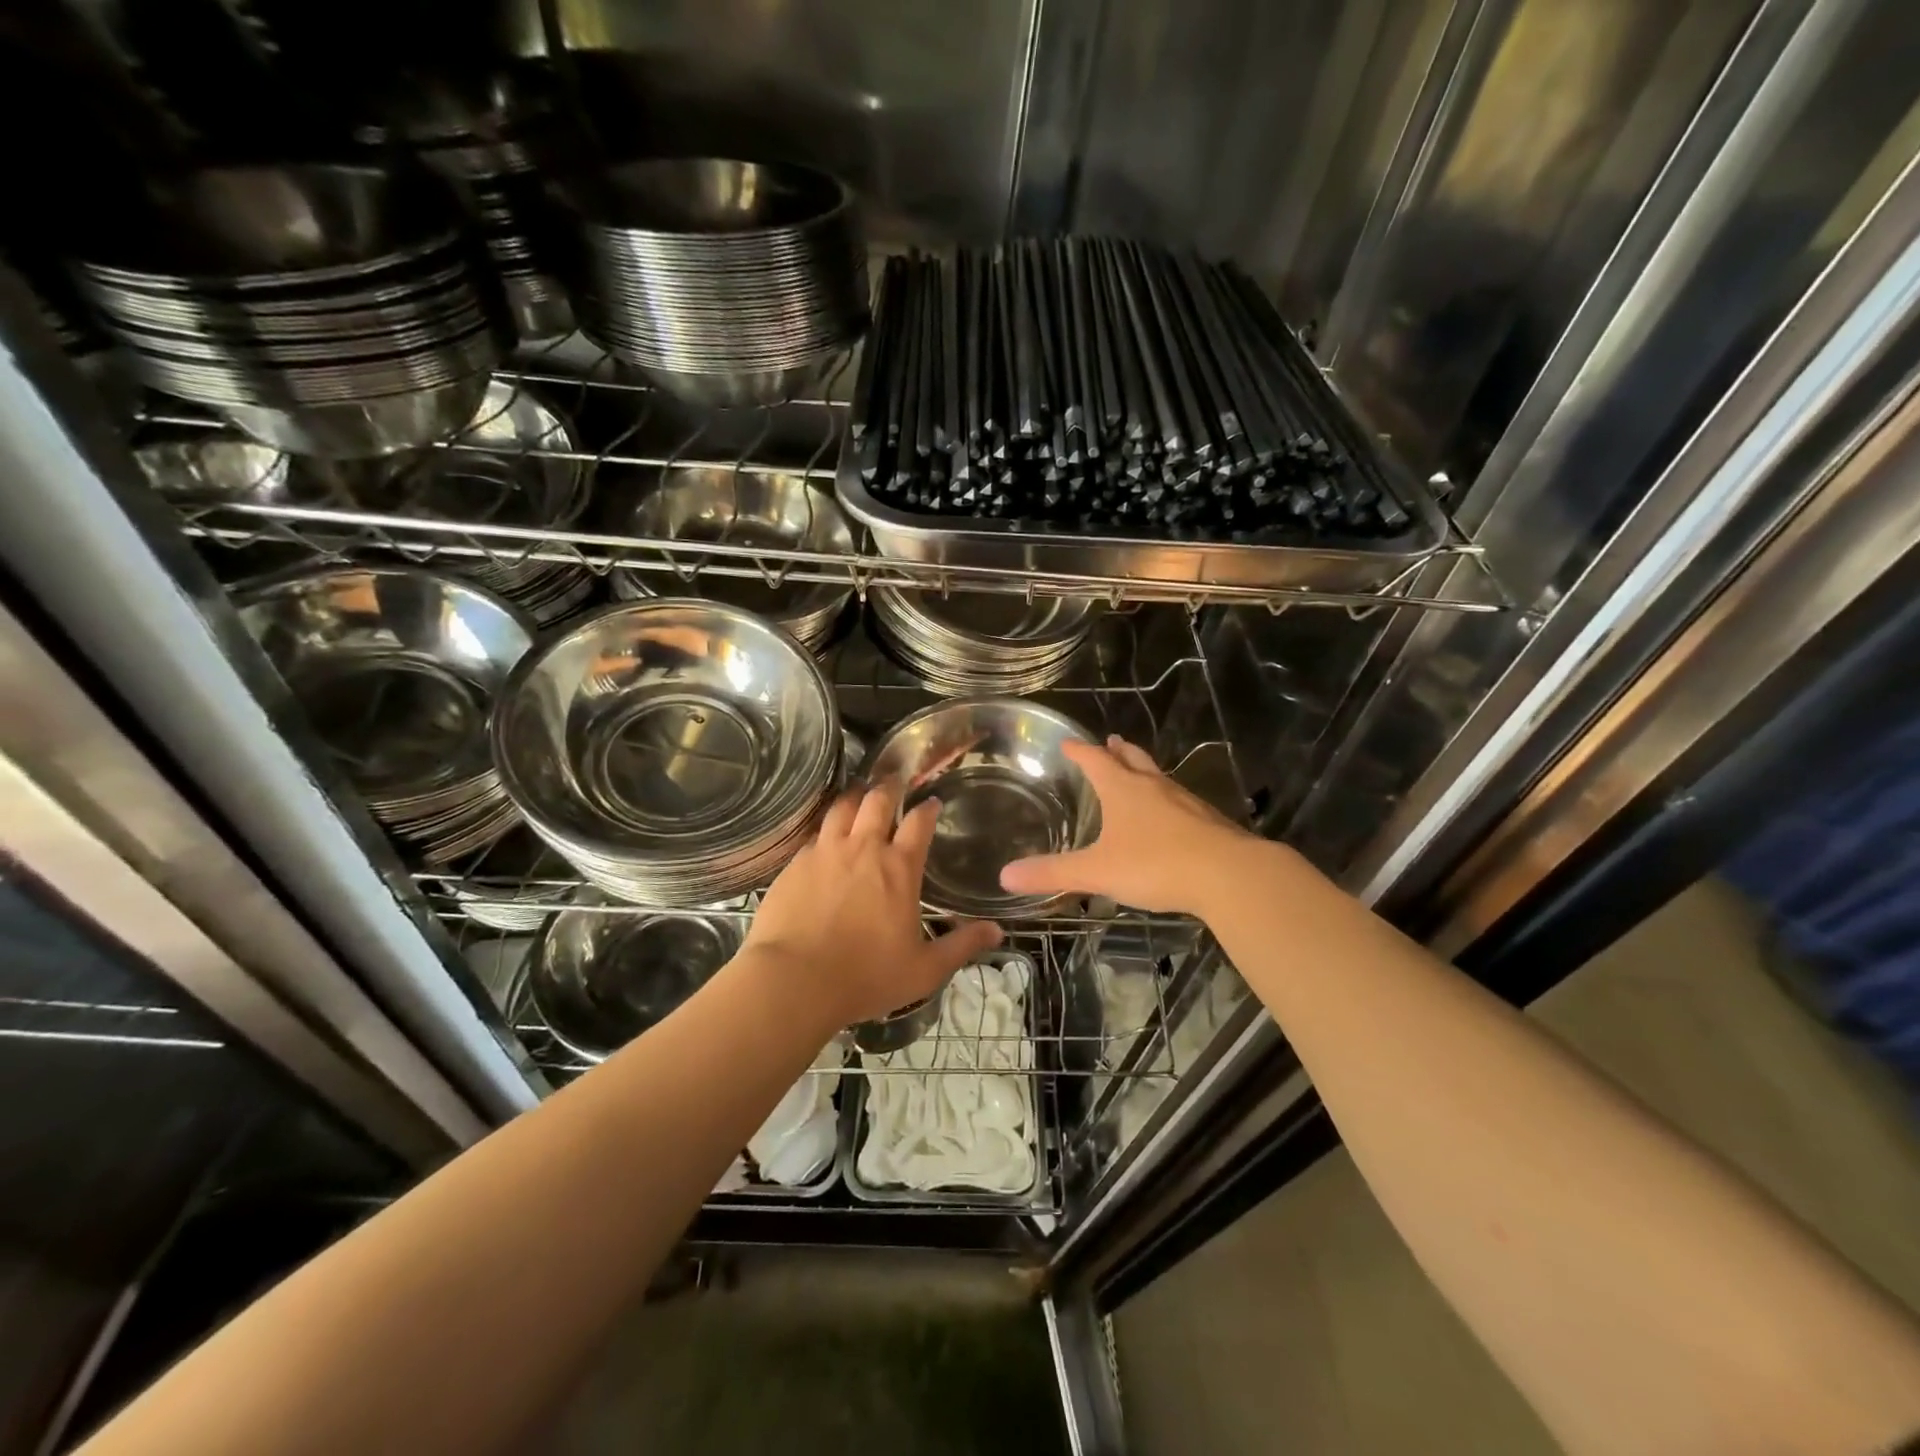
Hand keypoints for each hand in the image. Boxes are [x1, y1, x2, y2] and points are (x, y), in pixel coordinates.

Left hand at [745, 783, 1002, 1029]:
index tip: (932, 801)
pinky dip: (826, 828)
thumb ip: (961, 946)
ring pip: (842, 808)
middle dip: (890, 787)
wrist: (793, 980)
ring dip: (855, 798)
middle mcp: (863, 848)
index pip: (919, 823)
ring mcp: (825, 852)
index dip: (927, 808)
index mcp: (898, 868)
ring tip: (859, 794)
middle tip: (894, 782)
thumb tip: (997, 931)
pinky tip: (825, 836)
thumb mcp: (924, 969)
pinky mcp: (795, 864)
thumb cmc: (866, 976)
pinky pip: (814, 835)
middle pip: (878, 801)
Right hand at [999, 735, 1256, 916]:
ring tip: (1137, 773)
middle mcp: (1154, 786)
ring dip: (1144, 771)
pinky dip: (1167, 800)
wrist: (1229, 875)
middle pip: (1133, 759)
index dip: (1079, 751)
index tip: (1068, 743)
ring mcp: (1185, 802)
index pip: (1095, 760)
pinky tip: (1170, 817)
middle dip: (1118, 751)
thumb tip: (1005, 875)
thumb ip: (1053, 873)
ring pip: (1159, 778)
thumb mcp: (1098, 871)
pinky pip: (1180, 802)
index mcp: (1123, 789)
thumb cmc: (1156, 864)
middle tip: (1111, 742)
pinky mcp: (1208, 822)